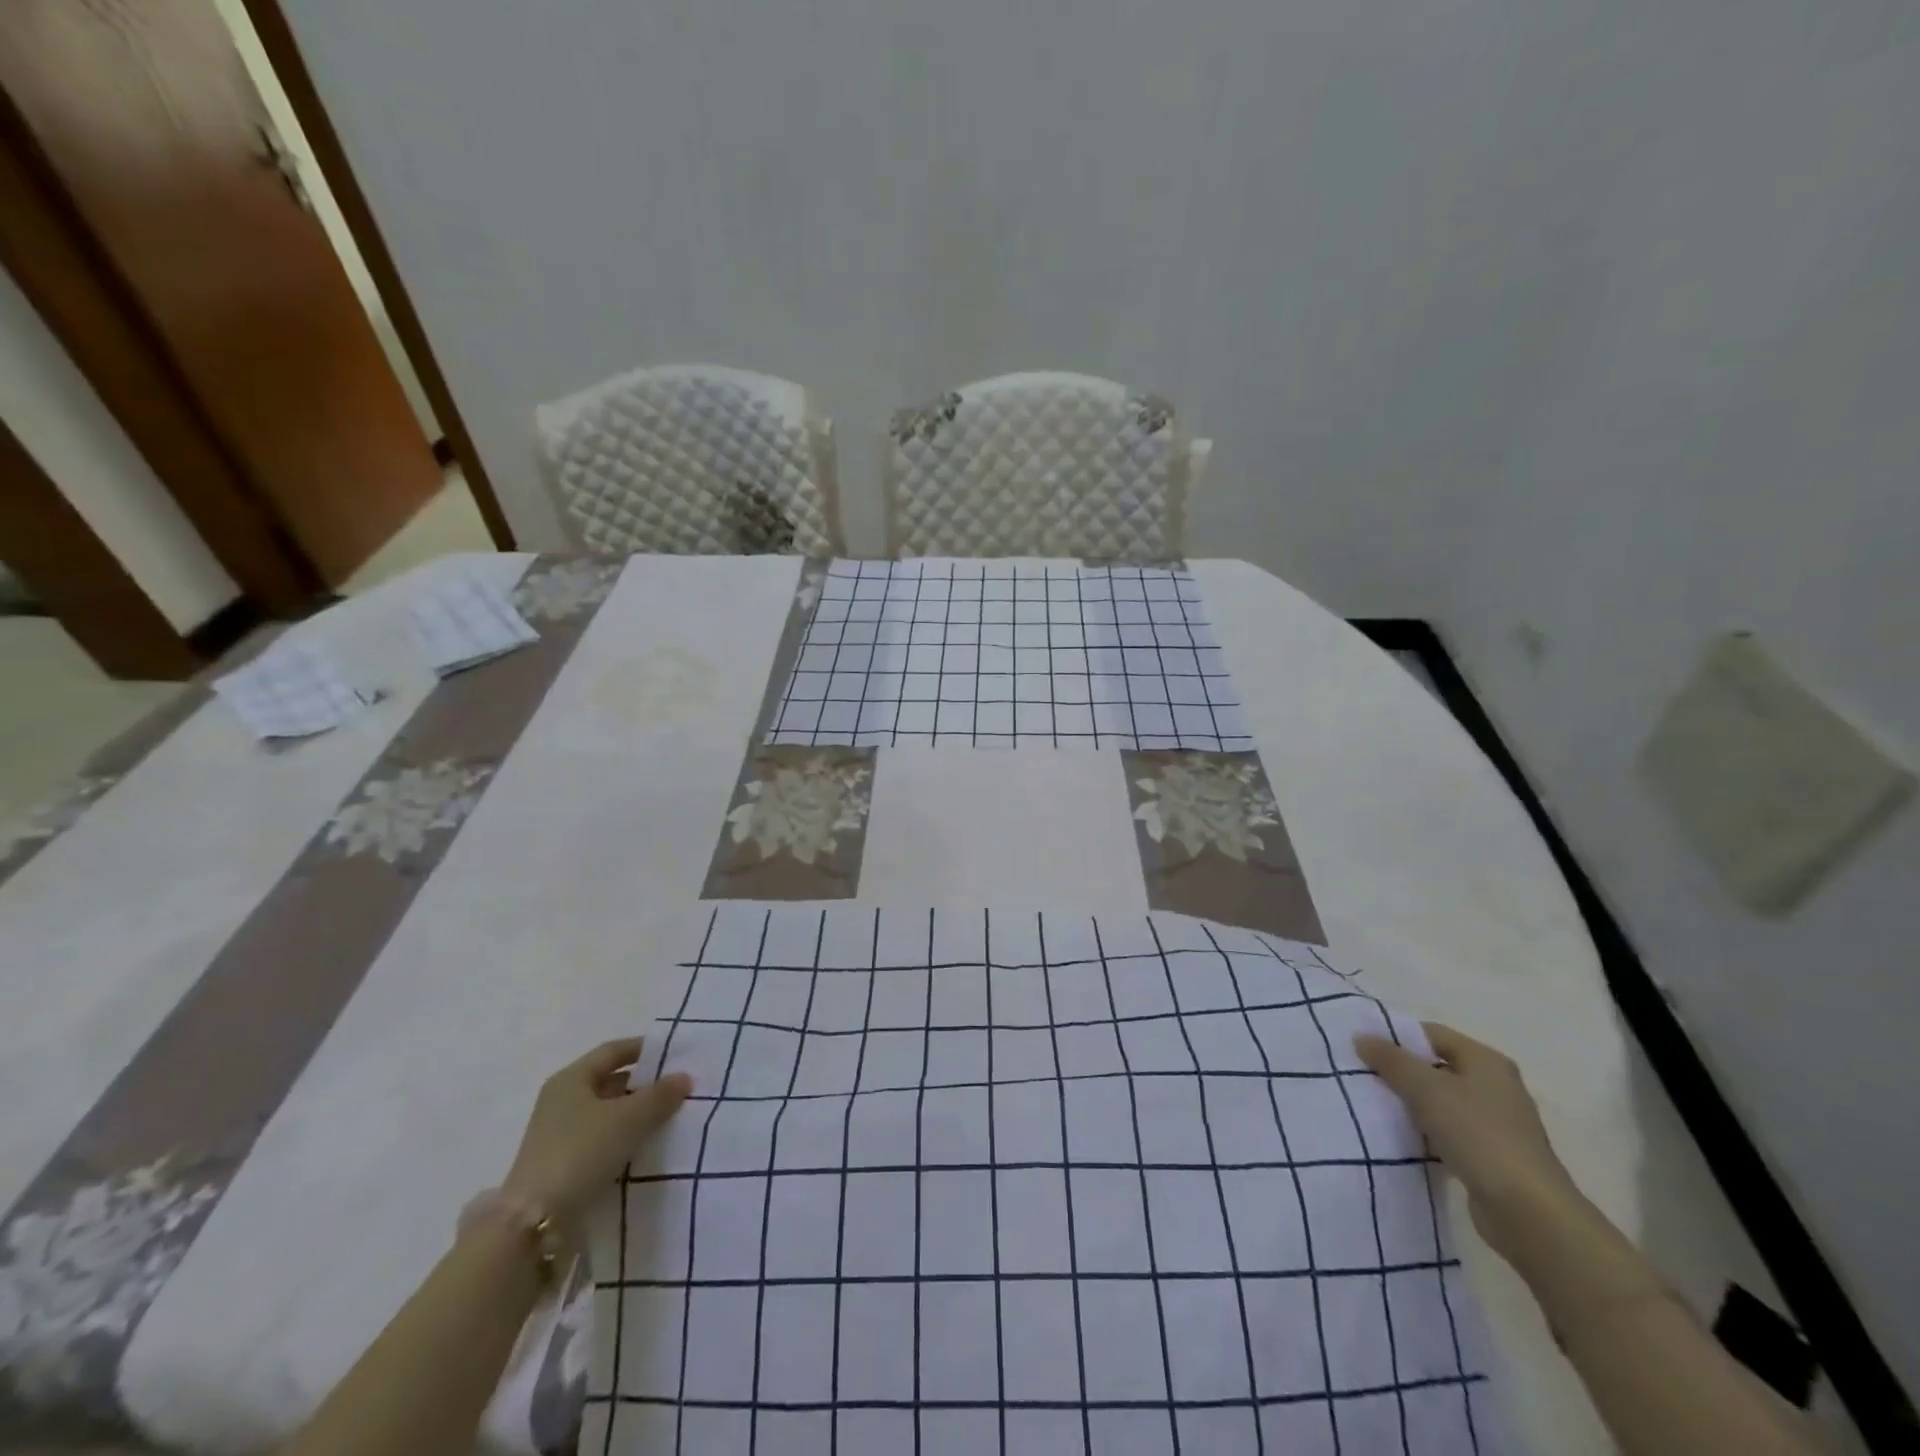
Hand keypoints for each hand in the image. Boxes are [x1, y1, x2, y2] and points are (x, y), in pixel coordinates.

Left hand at [502, 1038, 691, 1229]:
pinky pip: (603, 1141)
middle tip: (679, 1088)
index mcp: (571, 1079)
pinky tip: (648, 1147)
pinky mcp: (563, 1165)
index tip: (675, 1053)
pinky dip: (625, 1139)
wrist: (534, 1224)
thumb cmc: (581, 1152)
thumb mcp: (629, 1118)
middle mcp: (562, 1101)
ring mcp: (560, 1135)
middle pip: (610, 1082)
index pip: (613, 1051)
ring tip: (671, 1118)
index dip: (644, 1048)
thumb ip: (660, 1095)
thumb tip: (684, 1077)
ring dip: (637, 1115)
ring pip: (608, 1114)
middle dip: (644, 1085)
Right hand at [1354, 1022, 1581, 1263]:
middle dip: (1401, 1071)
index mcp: (1486, 1061)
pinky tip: (1403, 1138)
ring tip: (1376, 1106)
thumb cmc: (1477, 1134)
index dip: (1397, 1036)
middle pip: (1437, 1067)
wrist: (1527, 1211)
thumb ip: (1390, 1060)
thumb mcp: (1426, 1088)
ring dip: (1413, 1103)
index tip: (1364, 1048)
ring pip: (1442, 1101)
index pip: (1432, 1034)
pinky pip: (1450, 1131)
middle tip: (1364, 1076)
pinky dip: (1427, 1131)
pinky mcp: (1493, 1155)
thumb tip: (1361, 1036)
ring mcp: (1497, 1123)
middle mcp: (1496, 1086)